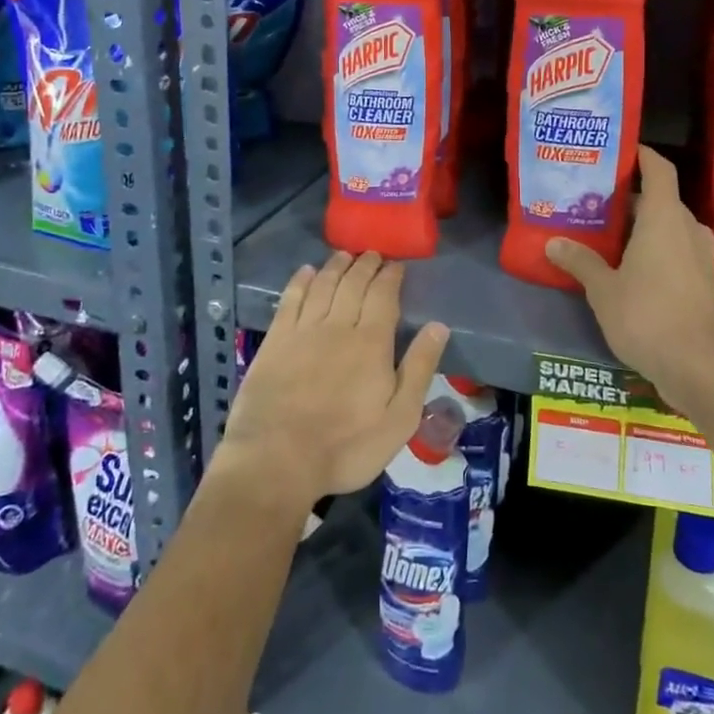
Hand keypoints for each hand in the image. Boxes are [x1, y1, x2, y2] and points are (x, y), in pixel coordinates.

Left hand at [214, 251, 449, 515]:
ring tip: (344, 255)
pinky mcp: (275, 340)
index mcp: (372, 342)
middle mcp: (338, 326)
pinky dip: (301, 281)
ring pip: (323, 285)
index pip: (384, 296)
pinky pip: (290, 299)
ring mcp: (303, 331)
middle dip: (365, 265)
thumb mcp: (399, 418)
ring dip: (336, 266)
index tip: (396, 265)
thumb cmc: (347, 446)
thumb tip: (438, 326)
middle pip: (353, 284)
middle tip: (372, 254)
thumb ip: (419, 368)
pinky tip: (307, 272)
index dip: (391, 276)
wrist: (278, 459)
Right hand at [544, 146, 713, 413]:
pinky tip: (626, 262)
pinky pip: (675, 248)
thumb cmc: (648, 317)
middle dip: (631, 196)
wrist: (699, 369)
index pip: (660, 170)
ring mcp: (700, 257)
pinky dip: (653, 246)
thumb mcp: (603, 289)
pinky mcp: (703, 281)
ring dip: (641, 224)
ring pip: (668, 226)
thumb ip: (580, 262)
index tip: (619, 149)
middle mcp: (688, 230)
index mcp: (666, 220)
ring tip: (606, 229)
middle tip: (595, 196)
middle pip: (661, 199)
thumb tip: (554, 242)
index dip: (642, 154)